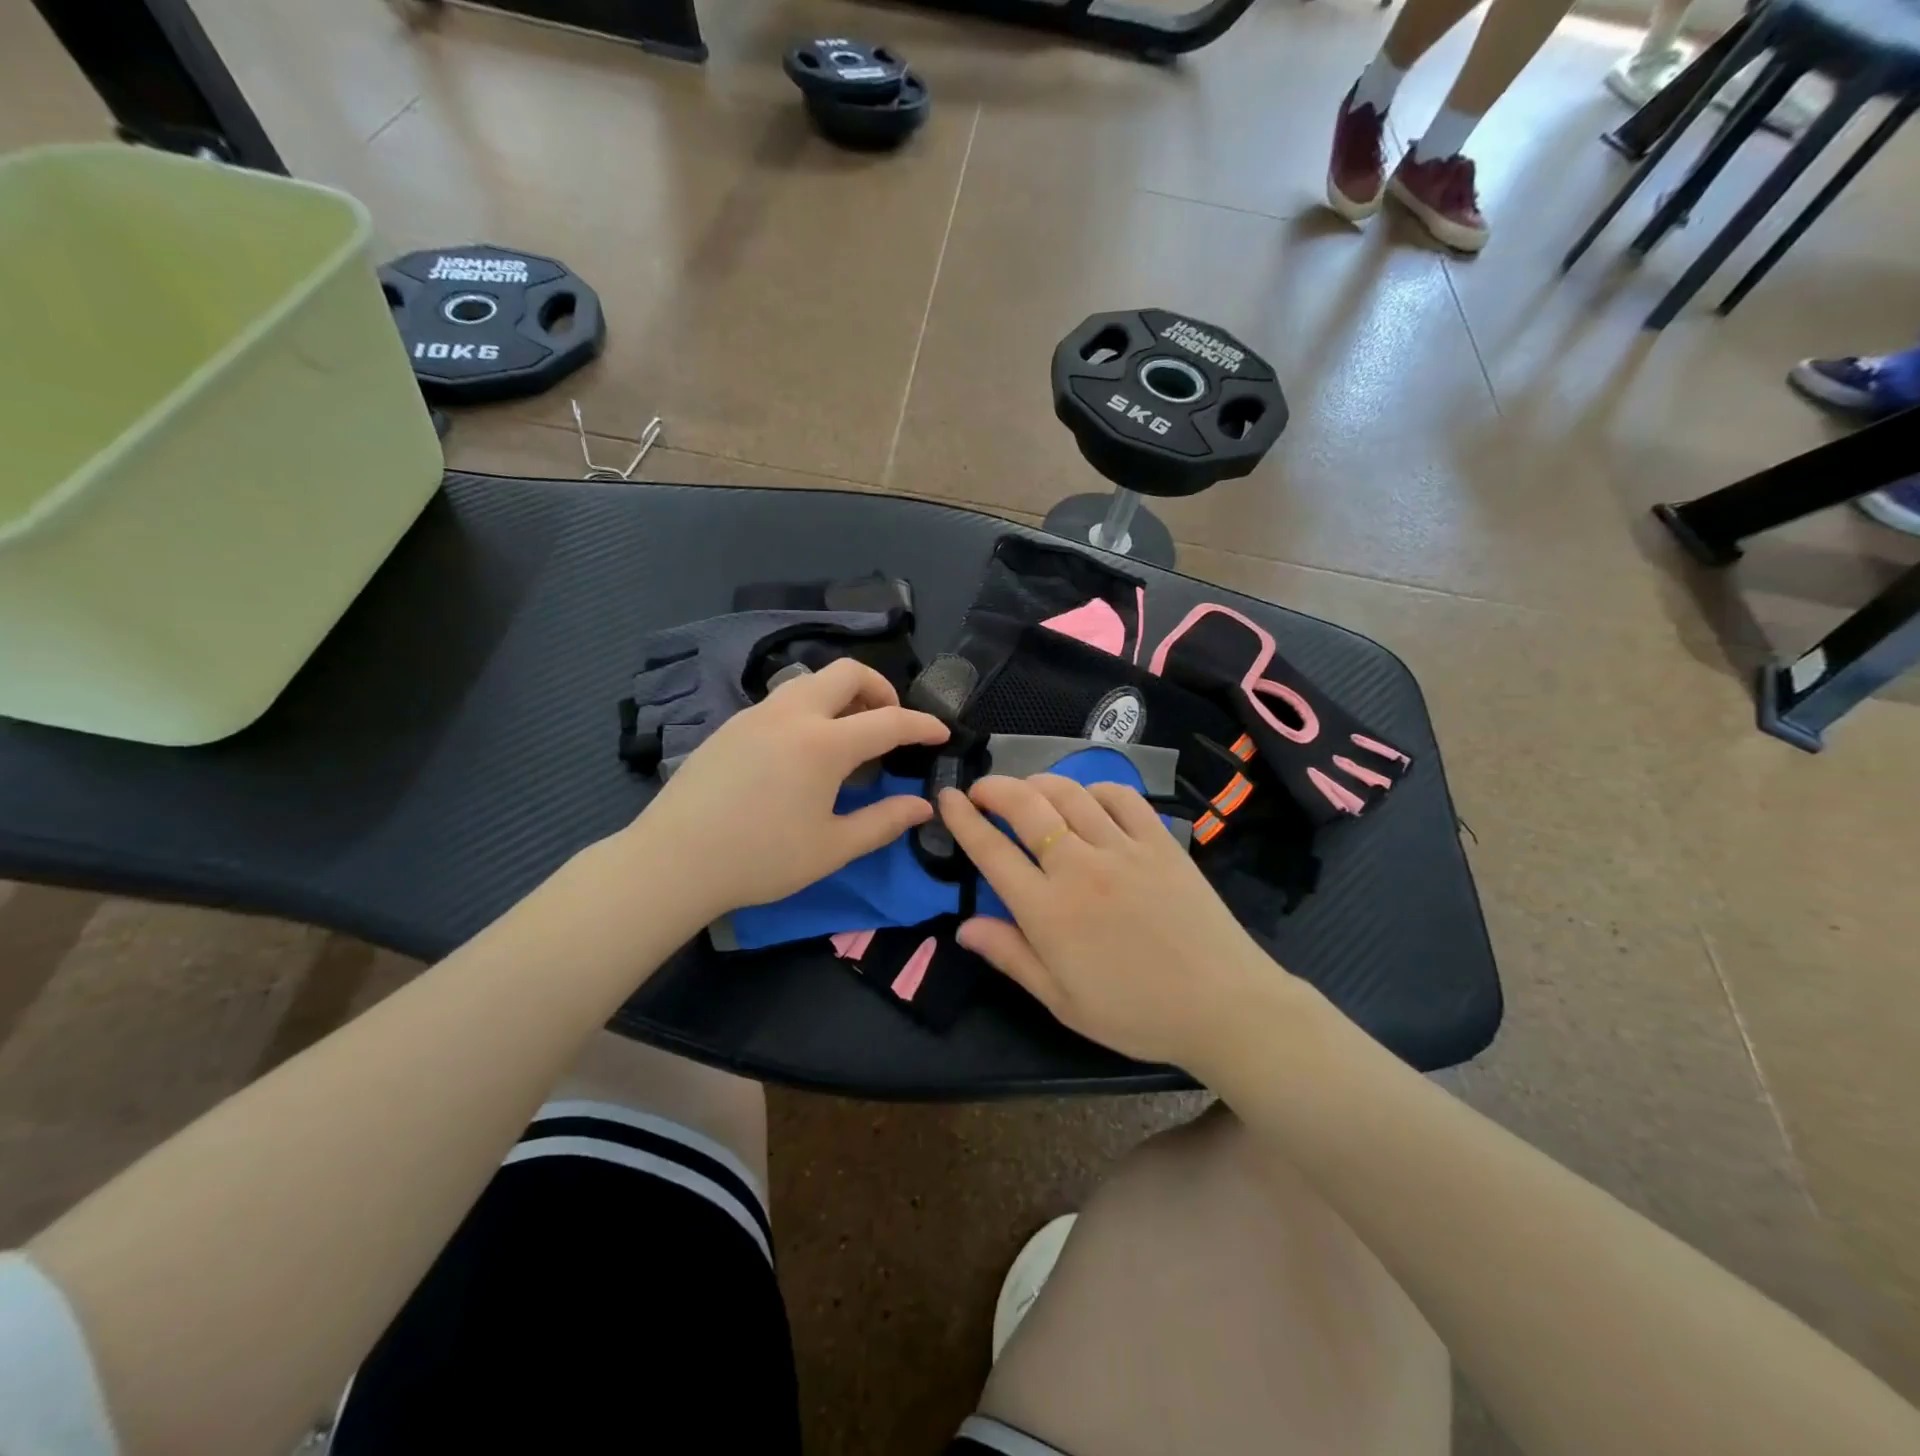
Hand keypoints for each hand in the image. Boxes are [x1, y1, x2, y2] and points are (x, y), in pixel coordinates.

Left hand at [627, 659, 948, 920]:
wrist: (673, 861)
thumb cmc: (760, 859)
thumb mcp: (832, 847)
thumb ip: (883, 822)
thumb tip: (923, 807)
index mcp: (823, 743)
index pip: (888, 721)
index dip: (921, 725)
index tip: (941, 733)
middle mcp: (791, 714)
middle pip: (846, 672)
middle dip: (880, 688)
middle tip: (890, 723)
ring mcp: (755, 714)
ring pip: (810, 681)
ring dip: (841, 695)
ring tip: (849, 734)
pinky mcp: (730, 725)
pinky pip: (782, 699)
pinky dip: (809, 708)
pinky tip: (802, 750)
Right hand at [939, 775, 1304, 1068]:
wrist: (1223, 1006)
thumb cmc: (1135, 1013)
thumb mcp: (1062, 1000)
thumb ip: (1011, 956)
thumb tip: (963, 926)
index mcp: (1048, 911)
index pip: (991, 852)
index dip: (962, 820)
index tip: (946, 799)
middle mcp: (1079, 868)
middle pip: (1026, 807)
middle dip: (994, 788)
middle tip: (980, 789)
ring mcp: (1123, 849)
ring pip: (1069, 794)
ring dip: (1039, 783)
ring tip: (1027, 789)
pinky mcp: (1160, 842)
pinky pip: (1121, 797)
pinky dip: (1095, 788)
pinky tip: (1087, 799)